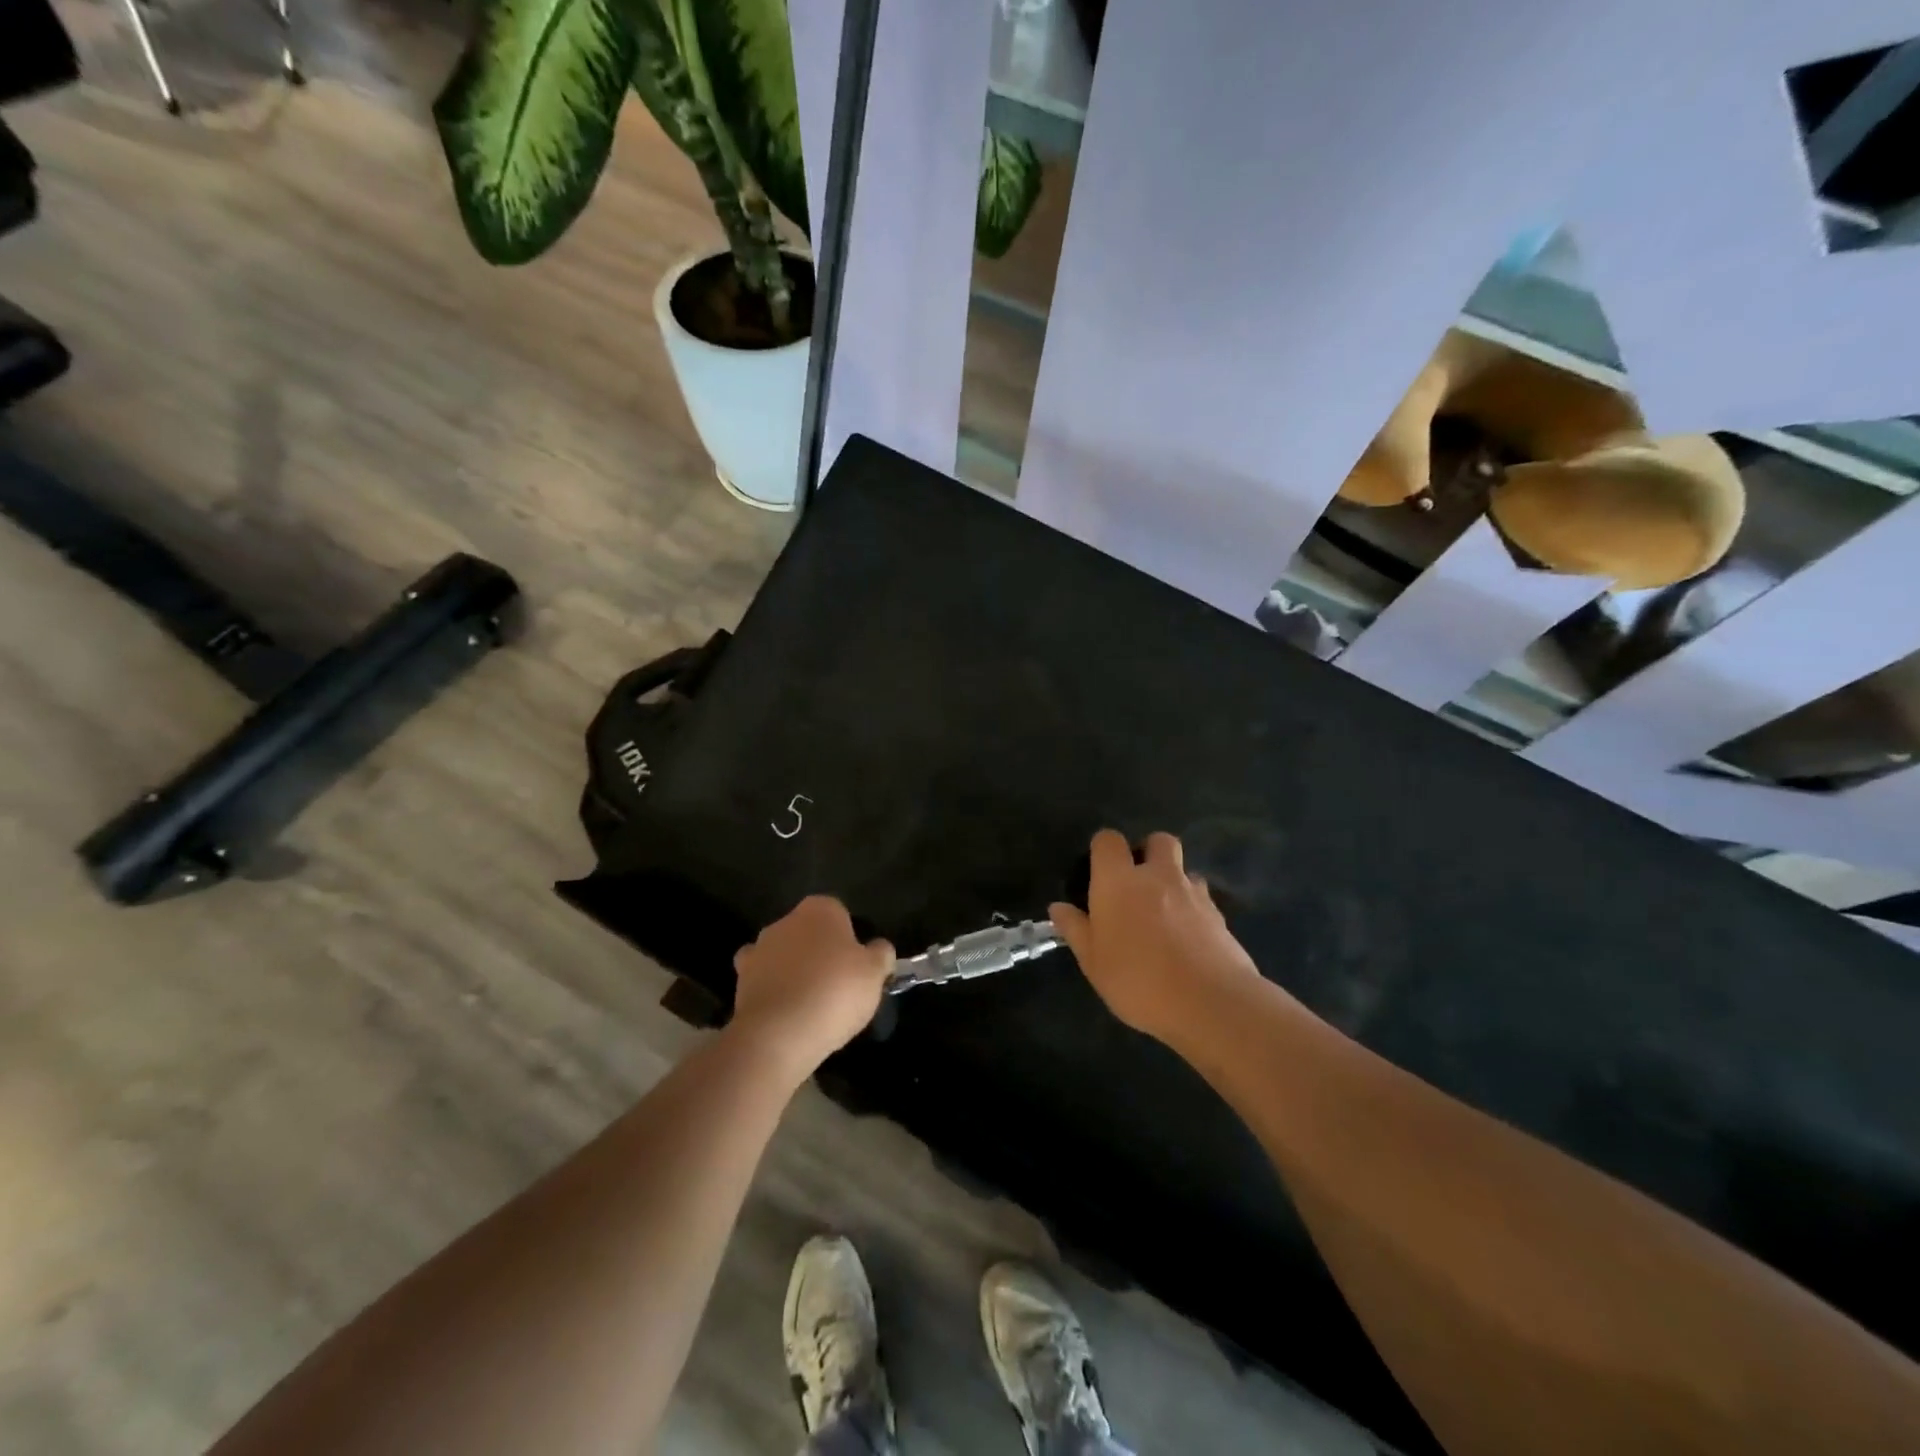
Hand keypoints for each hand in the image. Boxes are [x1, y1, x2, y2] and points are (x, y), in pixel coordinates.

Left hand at [729, 896, 894, 1077]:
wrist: (779, 1034)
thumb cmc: (835, 992)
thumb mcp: (875, 973)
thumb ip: (881, 954)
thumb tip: (879, 948)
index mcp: (819, 909)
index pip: (839, 913)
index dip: (850, 939)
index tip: (857, 965)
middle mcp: (785, 921)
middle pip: (809, 932)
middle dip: (820, 952)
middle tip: (838, 984)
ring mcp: (759, 949)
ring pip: (785, 955)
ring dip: (795, 970)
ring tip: (812, 1003)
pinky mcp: (741, 980)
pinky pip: (764, 980)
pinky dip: (774, 990)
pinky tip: (787, 1011)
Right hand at [1050, 830, 1260, 1043]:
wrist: (1210, 1004)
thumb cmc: (1138, 981)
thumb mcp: (1094, 963)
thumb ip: (1076, 930)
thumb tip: (1058, 907)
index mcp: (1118, 881)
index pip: (1108, 840)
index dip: (1103, 849)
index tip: (1099, 872)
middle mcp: (1157, 876)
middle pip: (1158, 840)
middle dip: (1148, 852)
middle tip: (1137, 884)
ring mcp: (1193, 892)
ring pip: (1184, 869)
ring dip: (1174, 882)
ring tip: (1165, 915)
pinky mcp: (1220, 915)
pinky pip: (1203, 899)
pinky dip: (1193, 910)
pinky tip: (1188, 939)